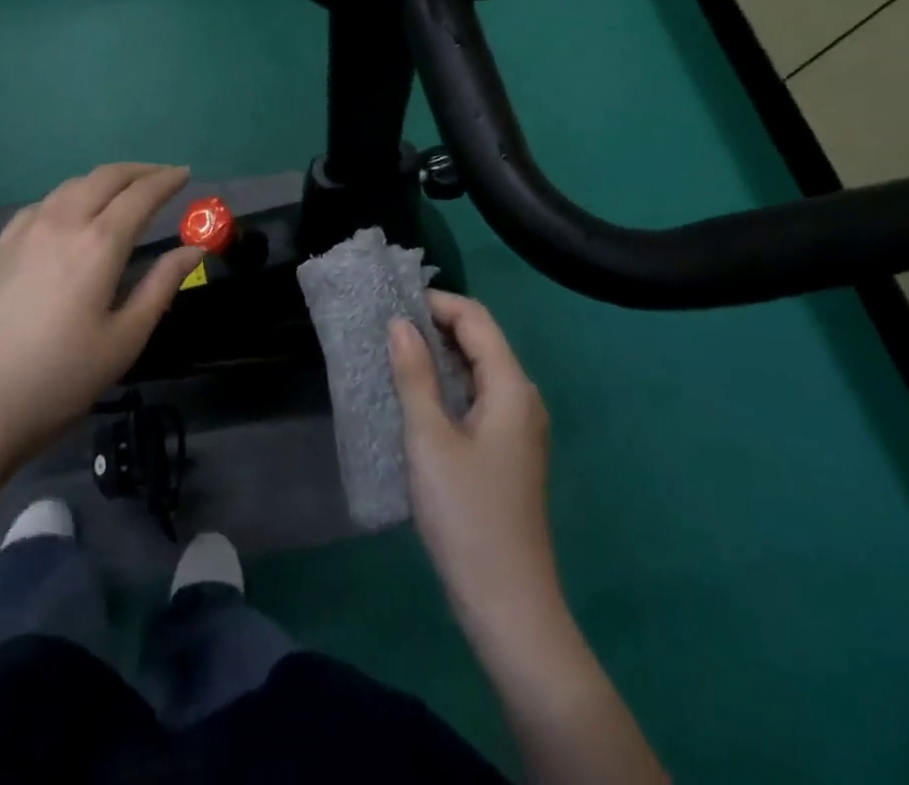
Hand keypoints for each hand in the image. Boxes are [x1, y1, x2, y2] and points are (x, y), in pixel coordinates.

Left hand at [0, 163, 204, 471]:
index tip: (186, 173)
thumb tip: (194, 248)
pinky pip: (43, 204)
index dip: (167, 180)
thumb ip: (161, 286)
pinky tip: (71, 214)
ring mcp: (24, 232)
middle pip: (105, 177)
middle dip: (139, 170)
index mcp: (98, 244)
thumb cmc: (58, 380)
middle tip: (162, 176)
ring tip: (124, 191)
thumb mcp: (123, 340)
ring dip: (104, 180)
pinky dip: (70, 196)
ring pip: (71, 185)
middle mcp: (61, 223)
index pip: (141, 195)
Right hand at [389, 292, 559, 641]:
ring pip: (478, 370)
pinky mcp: (508, 451)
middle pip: (481, 340)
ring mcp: (519, 427)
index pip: (476, 319)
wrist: (508, 605)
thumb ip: (414, 375)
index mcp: (511, 387)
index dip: (436, 303)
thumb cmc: (466, 515)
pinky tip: (417, 397)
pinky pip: (478, 398)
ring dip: (440, 356)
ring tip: (394, 355)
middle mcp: (523, 398)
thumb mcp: (429, 439)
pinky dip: (448, 385)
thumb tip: (399, 323)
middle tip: (386, 328)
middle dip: (436, 326)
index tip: (391, 305)